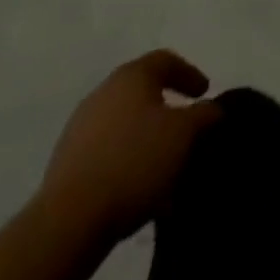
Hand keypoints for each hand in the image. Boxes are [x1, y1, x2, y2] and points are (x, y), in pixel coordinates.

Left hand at [37, 50, 221, 236]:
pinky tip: (137, 185)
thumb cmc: (134, 161)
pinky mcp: (66, 161)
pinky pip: (107, 151)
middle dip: (167, 109)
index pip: (166, 60)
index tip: (205, 93)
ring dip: (146, 138)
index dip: (189, 74)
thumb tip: (212, 108)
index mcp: (132, 75)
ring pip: (125, 124)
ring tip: (163, 164)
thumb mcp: (184, 134)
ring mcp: (80, 126)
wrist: (69, 219)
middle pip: (143, 91)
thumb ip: (204, 115)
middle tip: (185, 129)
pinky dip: (126, 159)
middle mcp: (104, 91)